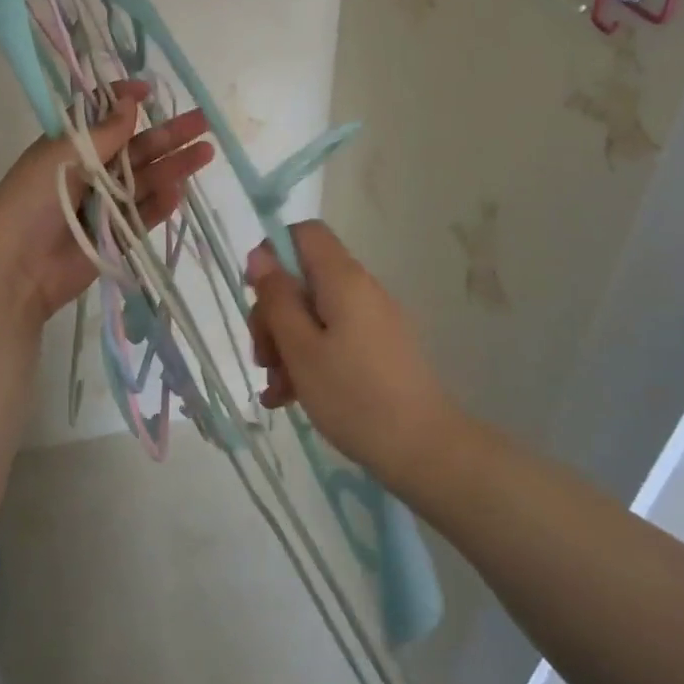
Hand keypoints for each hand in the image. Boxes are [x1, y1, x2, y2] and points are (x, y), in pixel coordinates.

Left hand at [0, 81, 213, 330]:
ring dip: (174, 165)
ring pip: (147, 179)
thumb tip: (130, 100)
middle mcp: (90, 171)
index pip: (102, 117)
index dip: (126, 102)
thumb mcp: (62, 156)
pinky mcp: (117, 235)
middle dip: (168, 134)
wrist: (16, 269)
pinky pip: (144, 215)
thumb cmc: (32, 201)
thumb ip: (104, 132)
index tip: (149, 91)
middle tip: (203, 121)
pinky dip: (161, 204)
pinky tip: (180, 191)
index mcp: (69, 146)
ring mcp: (105, 204)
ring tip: (206, 152)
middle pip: (136, 148)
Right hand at [246, 220, 456, 487]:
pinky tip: (290, 398)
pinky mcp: (378, 348)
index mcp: (343, 278)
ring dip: (287, 344)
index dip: (274, 254)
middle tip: (263, 357)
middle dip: (274, 313)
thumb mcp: (301, 348)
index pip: (305, 233)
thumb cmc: (354, 395)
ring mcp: (372, 320)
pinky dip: (310, 359)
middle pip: (304, 278)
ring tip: (275, 390)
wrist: (425, 450)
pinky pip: (334, 338)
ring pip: (314, 314)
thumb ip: (277, 298)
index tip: (257, 295)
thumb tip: (260, 254)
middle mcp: (360, 289)